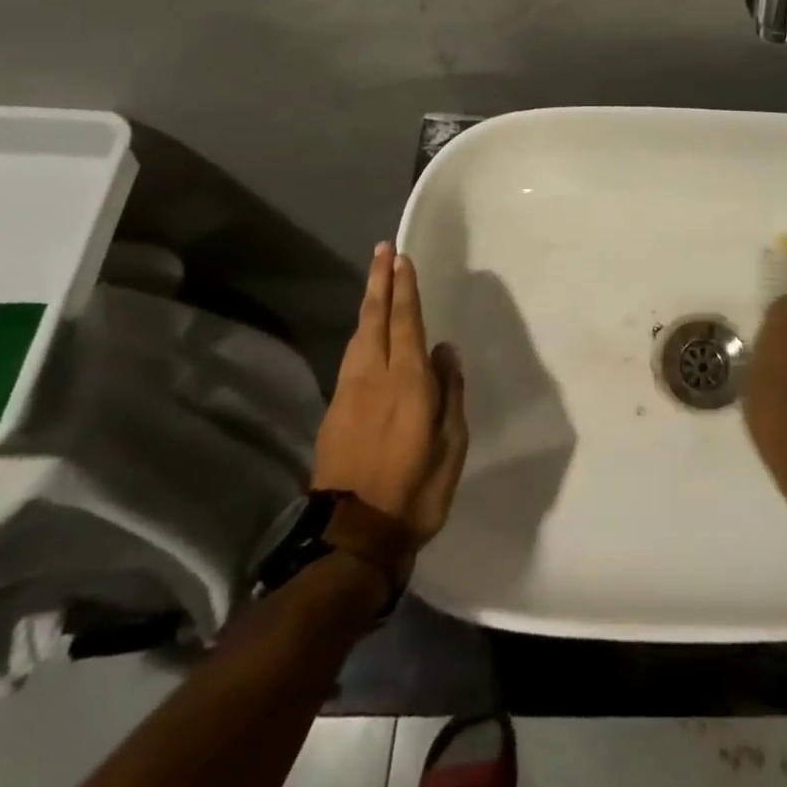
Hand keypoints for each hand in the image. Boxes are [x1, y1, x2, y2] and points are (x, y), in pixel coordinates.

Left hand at [314, 243, 468, 547]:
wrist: (353, 536)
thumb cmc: (415, 491)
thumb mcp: (451, 445)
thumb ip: (449, 393)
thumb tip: (445, 351)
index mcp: (408, 382)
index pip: (406, 322)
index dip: (404, 289)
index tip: (401, 258)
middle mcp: (375, 376)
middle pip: (376, 318)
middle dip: (380, 282)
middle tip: (382, 250)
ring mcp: (350, 392)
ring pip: (359, 335)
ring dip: (369, 303)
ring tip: (375, 281)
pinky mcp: (335, 410)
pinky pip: (351, 357)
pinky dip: (361, 332)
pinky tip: (366, 331)